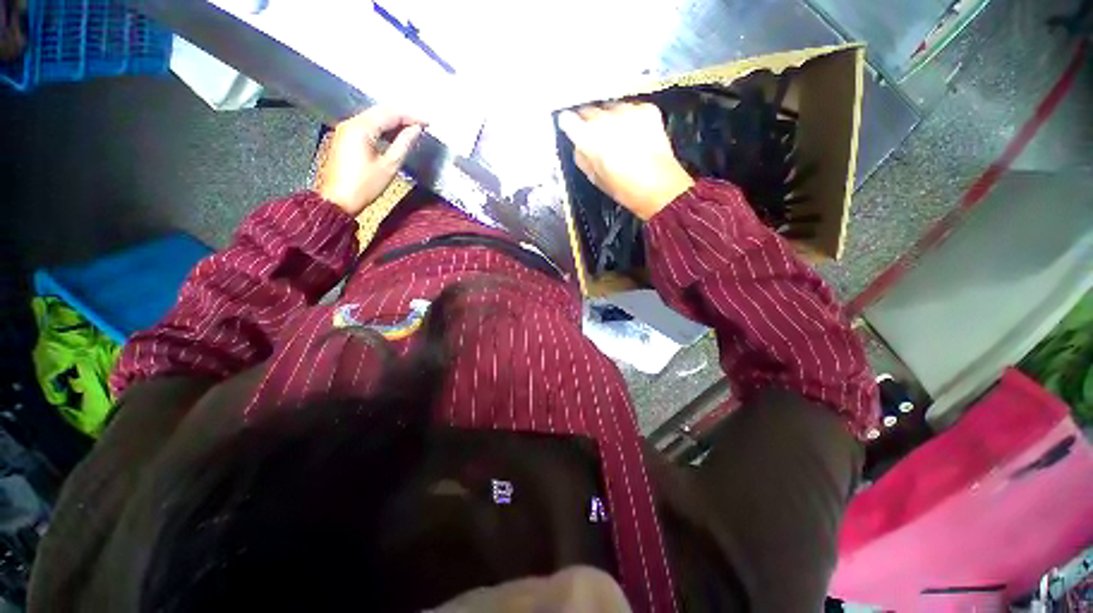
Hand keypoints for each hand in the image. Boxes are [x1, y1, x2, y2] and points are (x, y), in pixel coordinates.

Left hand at [316, 107, 423, 215]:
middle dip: (402, 117)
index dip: (411, 117)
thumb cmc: (365, 186)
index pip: (390, 114)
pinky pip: (366, 126)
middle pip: (380, 112)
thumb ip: (403, 144)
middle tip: (420, 125)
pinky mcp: (344, 137)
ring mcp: (345, 129)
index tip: (427, 123)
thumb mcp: (389, 166)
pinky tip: (393, 137)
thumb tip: (416, 130)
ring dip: (392, 122)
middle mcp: (351, 123)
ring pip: (373, 117)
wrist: (337, 200)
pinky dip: (381, 128)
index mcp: (362, 128)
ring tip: (410, 131)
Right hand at [558, 103, 693, 219]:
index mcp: (589, 139)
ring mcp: (628, 112)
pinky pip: (632, 108)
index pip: (568, 119)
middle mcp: (607, 120)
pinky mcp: (647, 110)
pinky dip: (630, 118)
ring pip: (611, 107)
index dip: (568, 123)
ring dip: (611, 118)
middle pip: (590, 110)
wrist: (659, 187)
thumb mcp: (595, 178)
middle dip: (589, 121)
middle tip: (596, 137)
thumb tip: (578, 145)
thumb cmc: (626, 189)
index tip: (568, 125)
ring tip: (618, 138)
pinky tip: (634, 135)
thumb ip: (582, 157)